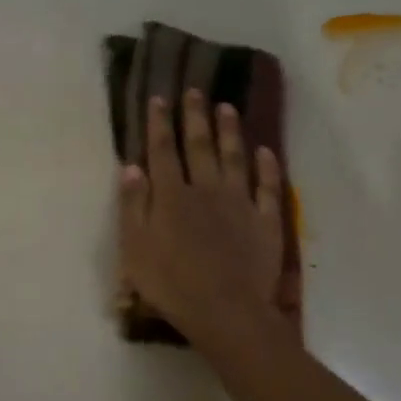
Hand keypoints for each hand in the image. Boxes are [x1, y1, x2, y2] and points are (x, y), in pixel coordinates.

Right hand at [118, 90, 286, 348]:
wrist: (225, 310)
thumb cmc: (170, 283)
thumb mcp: (135, 247)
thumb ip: (133, 205)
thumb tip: (132, 166)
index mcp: (171, 196)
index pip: (163, 150)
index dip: (160, 123)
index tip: (160, 98)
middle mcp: (206, 189)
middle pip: (200, 146)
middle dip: (195, 116)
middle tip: (195, 90)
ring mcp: (240, 203)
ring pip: (235, 158)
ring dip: (230, 131)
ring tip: (227, 108)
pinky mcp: (266, 221)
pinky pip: (269, 187)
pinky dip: (268, 167)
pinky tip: (266, 151)